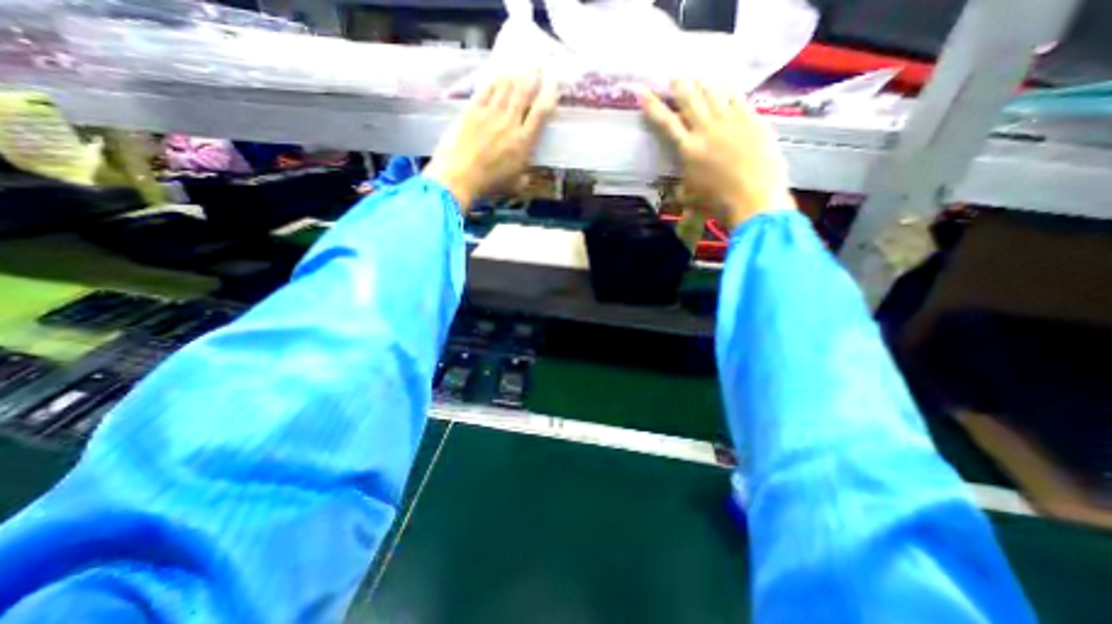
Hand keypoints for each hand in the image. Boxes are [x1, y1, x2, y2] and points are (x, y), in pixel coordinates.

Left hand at [425, 74, 555, 212]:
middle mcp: (509, 123)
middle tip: (539, 66)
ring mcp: (490, 114)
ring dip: (516, 75)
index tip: (554, 84)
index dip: (550, 95)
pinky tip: (500, 75)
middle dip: (533, 76)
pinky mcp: (472, 110)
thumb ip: (524, 177)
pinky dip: (495, 80)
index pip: (541, 113)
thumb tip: (527, 174)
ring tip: (522, 67)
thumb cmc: (489, 184)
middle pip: (524, 92)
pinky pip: (486, 89)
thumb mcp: (515, 185)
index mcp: (523, 142)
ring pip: (506, 87)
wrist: (459, 176)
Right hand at [640, 81, 795, 231]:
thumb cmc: (717, 202)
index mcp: (688, 149)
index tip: (644, 93)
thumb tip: (680, 189)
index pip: (667, 123)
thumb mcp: (690, 198)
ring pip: (714, 93)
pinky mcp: (752, 119)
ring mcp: (731, 121)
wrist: (754, 197)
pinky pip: (738, 97)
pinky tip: (726, 87)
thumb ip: (682, 189)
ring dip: (704, 84)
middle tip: (676, 78)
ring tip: (700, 79)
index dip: (654, 107)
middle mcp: (706, 129)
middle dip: (680, 86)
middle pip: (691, 99)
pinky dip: (728, 91)